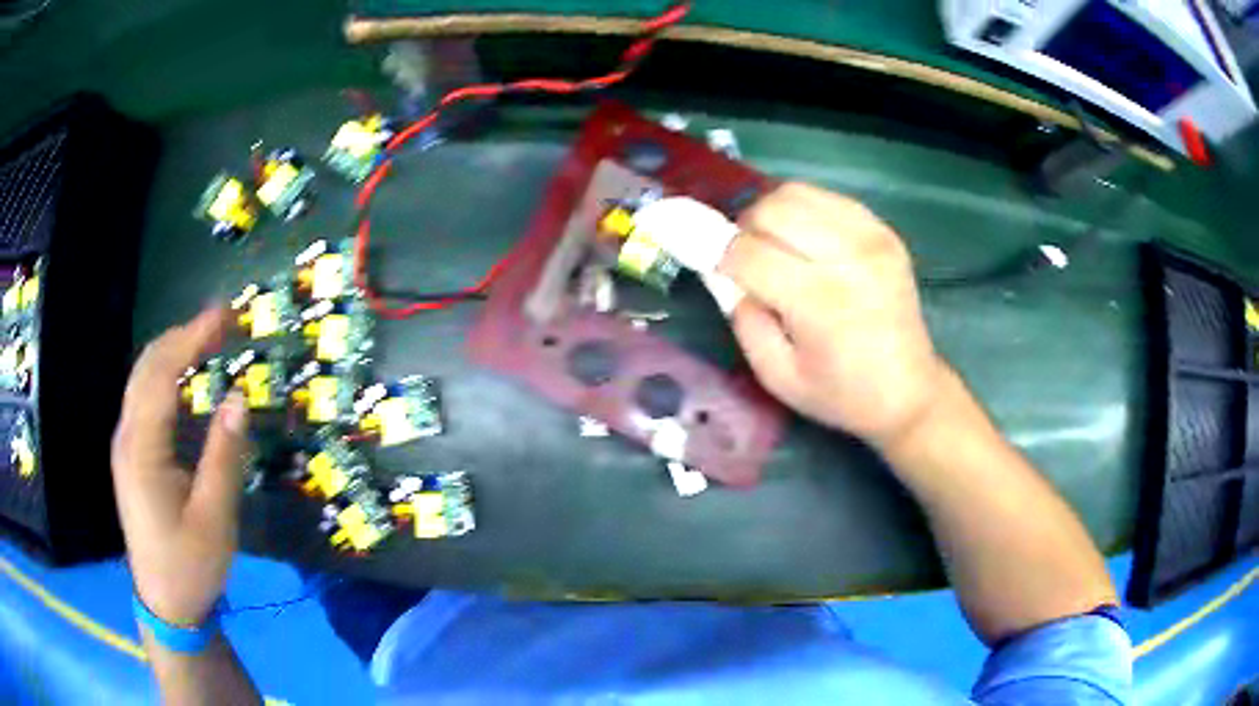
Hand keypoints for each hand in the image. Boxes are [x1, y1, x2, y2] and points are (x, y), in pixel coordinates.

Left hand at [111, 308, 248, 624]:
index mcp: (142, 449)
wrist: (165, 602)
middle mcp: (127, 436)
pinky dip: (165, 375)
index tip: (224, 316)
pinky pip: (143, 399)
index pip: (162, 374)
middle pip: (147, 367)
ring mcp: (125, 445)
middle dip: (182, 335)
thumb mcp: (214, 518)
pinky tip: (185, 379)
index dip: (192, 337)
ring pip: (142, 379)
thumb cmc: (190, 565)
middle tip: (221, 322)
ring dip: (173, 351)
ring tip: (207, 340)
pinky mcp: (130, 455)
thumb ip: (224, 456)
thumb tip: (238, 397)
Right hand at [719, 183, 944, 446]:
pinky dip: (804, 211)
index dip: (716, 252)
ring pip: (796, 193)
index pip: (746, 252)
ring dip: (772, 214)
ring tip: (777, 246)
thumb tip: (721, 270)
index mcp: (819, 300)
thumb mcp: (777, 375)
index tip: (708, 261)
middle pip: (770, 210)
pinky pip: (827, 198)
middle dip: (744, 230)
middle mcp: (847, 257)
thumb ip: (742, 319)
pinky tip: (808, 240)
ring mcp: (871, 237)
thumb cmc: (840, 393)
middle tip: (747, 259)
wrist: (908, 391)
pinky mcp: (884, 231)